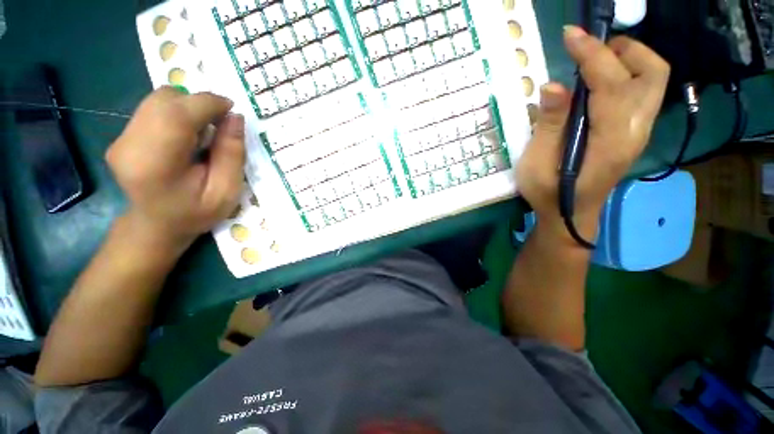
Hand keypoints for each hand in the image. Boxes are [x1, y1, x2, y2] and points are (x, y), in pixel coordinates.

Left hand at [106, 87, 245, 252]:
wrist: (156, 226)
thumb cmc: (195, 213)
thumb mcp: (226, 191)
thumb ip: (232, 155)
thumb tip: (235, 118)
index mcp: (155, 164)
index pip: (177, 114)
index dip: (207, 103)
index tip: (232, 110)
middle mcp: (129, 144)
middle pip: (164, 100)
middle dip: (199, 103)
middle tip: (221, 124)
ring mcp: (121, 138)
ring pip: (158, 100)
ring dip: (188, 108)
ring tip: (205, 131)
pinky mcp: (122, 135)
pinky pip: (153, 108)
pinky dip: (178, 113)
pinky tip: (188, 135)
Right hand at [516, 26, 669, 239]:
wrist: (569, 215)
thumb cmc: (548, 193)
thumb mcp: (537, 163)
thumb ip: (549, 125)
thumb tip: (552, 85)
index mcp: (610, 141)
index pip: (612, 83)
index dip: (591, 54)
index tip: (570, 36)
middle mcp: (635, 131)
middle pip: (652, 73)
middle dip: (624, 50)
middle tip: (589, 50)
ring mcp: (638, 132)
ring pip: (652, 80)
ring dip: (628, 60)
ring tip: (593, 62)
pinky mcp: (632, 133)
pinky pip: (642, 93)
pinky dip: (626, 75)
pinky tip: (598, 83)